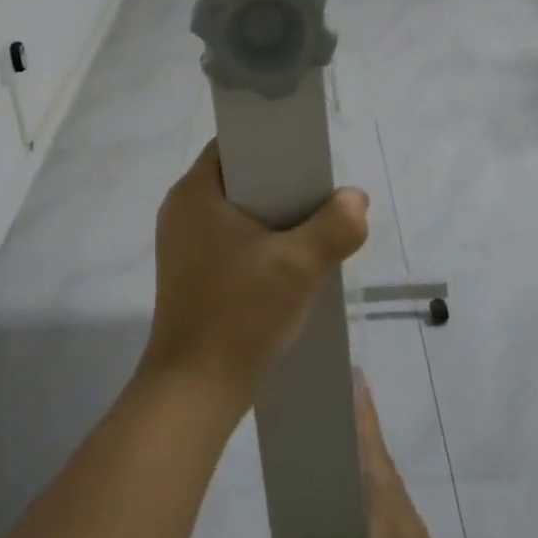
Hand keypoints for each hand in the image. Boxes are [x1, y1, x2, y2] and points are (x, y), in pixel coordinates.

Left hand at [140, 140, 368, 407]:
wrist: (193, 393)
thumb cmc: (239, 315)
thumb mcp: (298, 267)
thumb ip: (335, 226)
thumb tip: (355, 199)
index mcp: (194, 191)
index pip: (236, 144)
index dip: (274, 144)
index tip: (309, 159)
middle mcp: (181, 209)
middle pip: (240, 177)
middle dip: (282, 185)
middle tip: (320, 197)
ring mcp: (181, 243)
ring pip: (237, 211)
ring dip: (273, 218)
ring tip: (311, 229)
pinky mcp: (189, 272)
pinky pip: (229, 239)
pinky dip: (258, 243)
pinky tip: (287, 263)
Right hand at [243, 377, 475, 537]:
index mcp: (389, 513)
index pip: (370, 441)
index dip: (354, 404)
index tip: (335, 368)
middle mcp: (400, 517)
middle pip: (365, 460)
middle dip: (334, 436)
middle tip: (296, 418)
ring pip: (365, 494)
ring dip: (336, 478)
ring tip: (296, 474)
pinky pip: (366, 523)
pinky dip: (340, 513)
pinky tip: (315, 537)